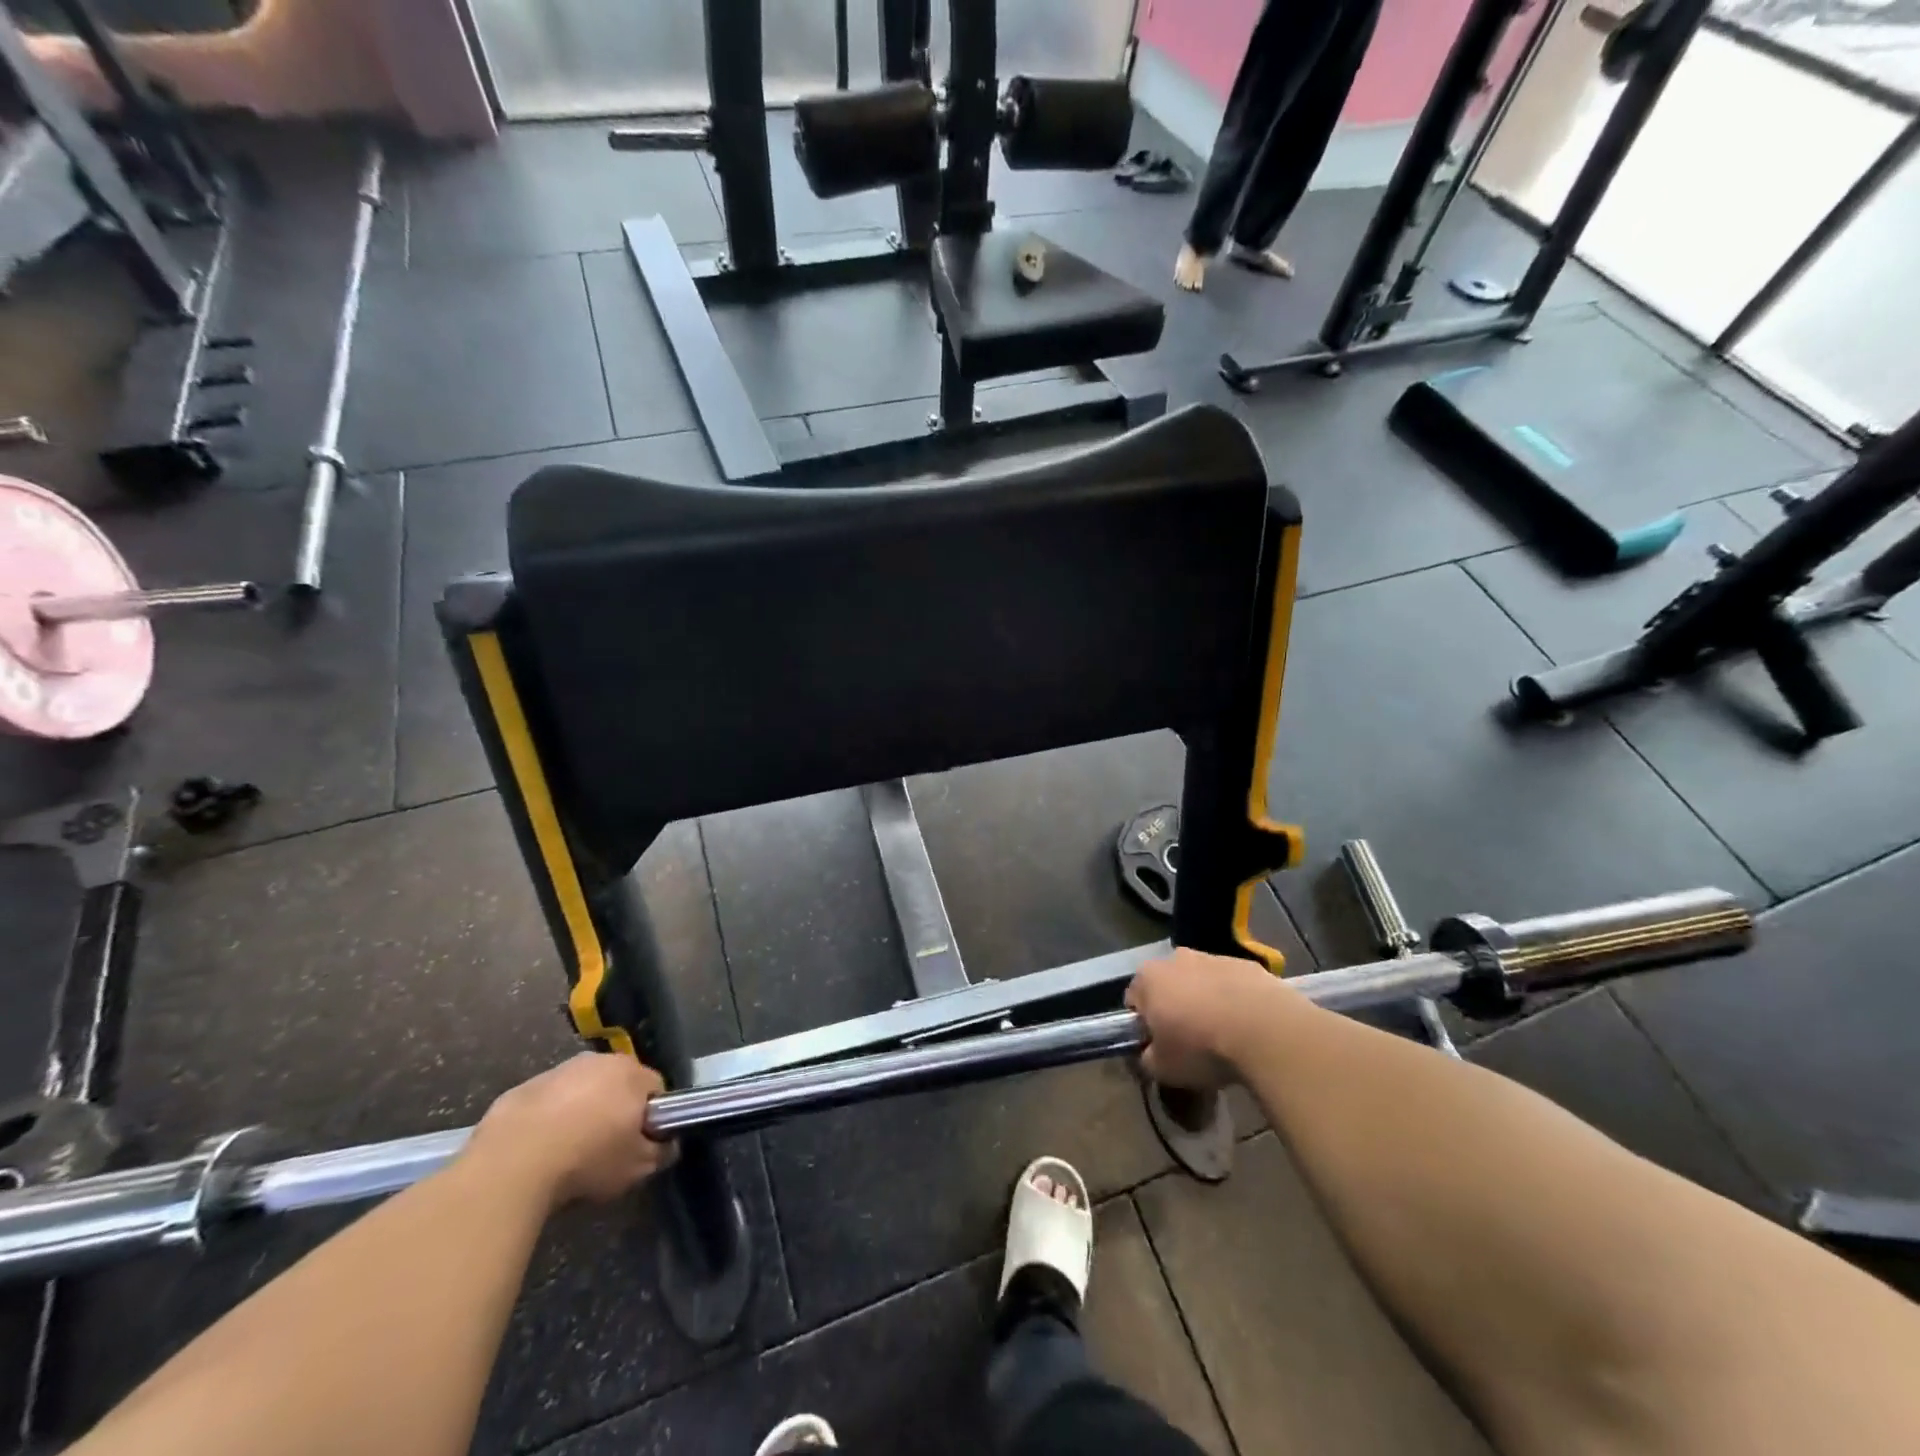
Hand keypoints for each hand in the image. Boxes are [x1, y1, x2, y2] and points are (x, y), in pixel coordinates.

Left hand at [468, 1052, 673, 1209]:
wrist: (511, 1163)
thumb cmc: (586, 1160)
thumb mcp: (637, 1167)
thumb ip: (661, 1153)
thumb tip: (668, 1146)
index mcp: (631, 1073)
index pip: (655, 1089)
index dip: (651, 1118)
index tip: (639, 1144)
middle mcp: (599, 1061)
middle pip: (618, 1085)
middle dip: (615, 1110)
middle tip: (606, 1148)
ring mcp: (558, 1071)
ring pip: (580, 1091)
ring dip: (580, 1113)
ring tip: (568, 1152)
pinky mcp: (523, 1088)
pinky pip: (547, 1103)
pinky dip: (548, 1120)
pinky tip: (538, 1151)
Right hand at [1126, 949, 1295, 1090]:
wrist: (1265, 1030)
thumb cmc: (1201, 1047)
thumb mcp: (1163, 1068)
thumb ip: (1147, 1059)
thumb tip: (1149, 1055)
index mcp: (1148, 978)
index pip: (1134, 1000)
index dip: (1144, 1025)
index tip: (1159, 1046)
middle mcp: (1175, 958)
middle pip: (1168, 985)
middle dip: (1175, 1008)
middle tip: (1191, 1042)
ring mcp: (1213, 957)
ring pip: (1201, 982)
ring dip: (1206, 1003)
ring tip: (1224, 1036)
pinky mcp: (1247, 965)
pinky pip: (1233, 985)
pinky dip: (1235, 1001)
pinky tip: (1248, 1027)